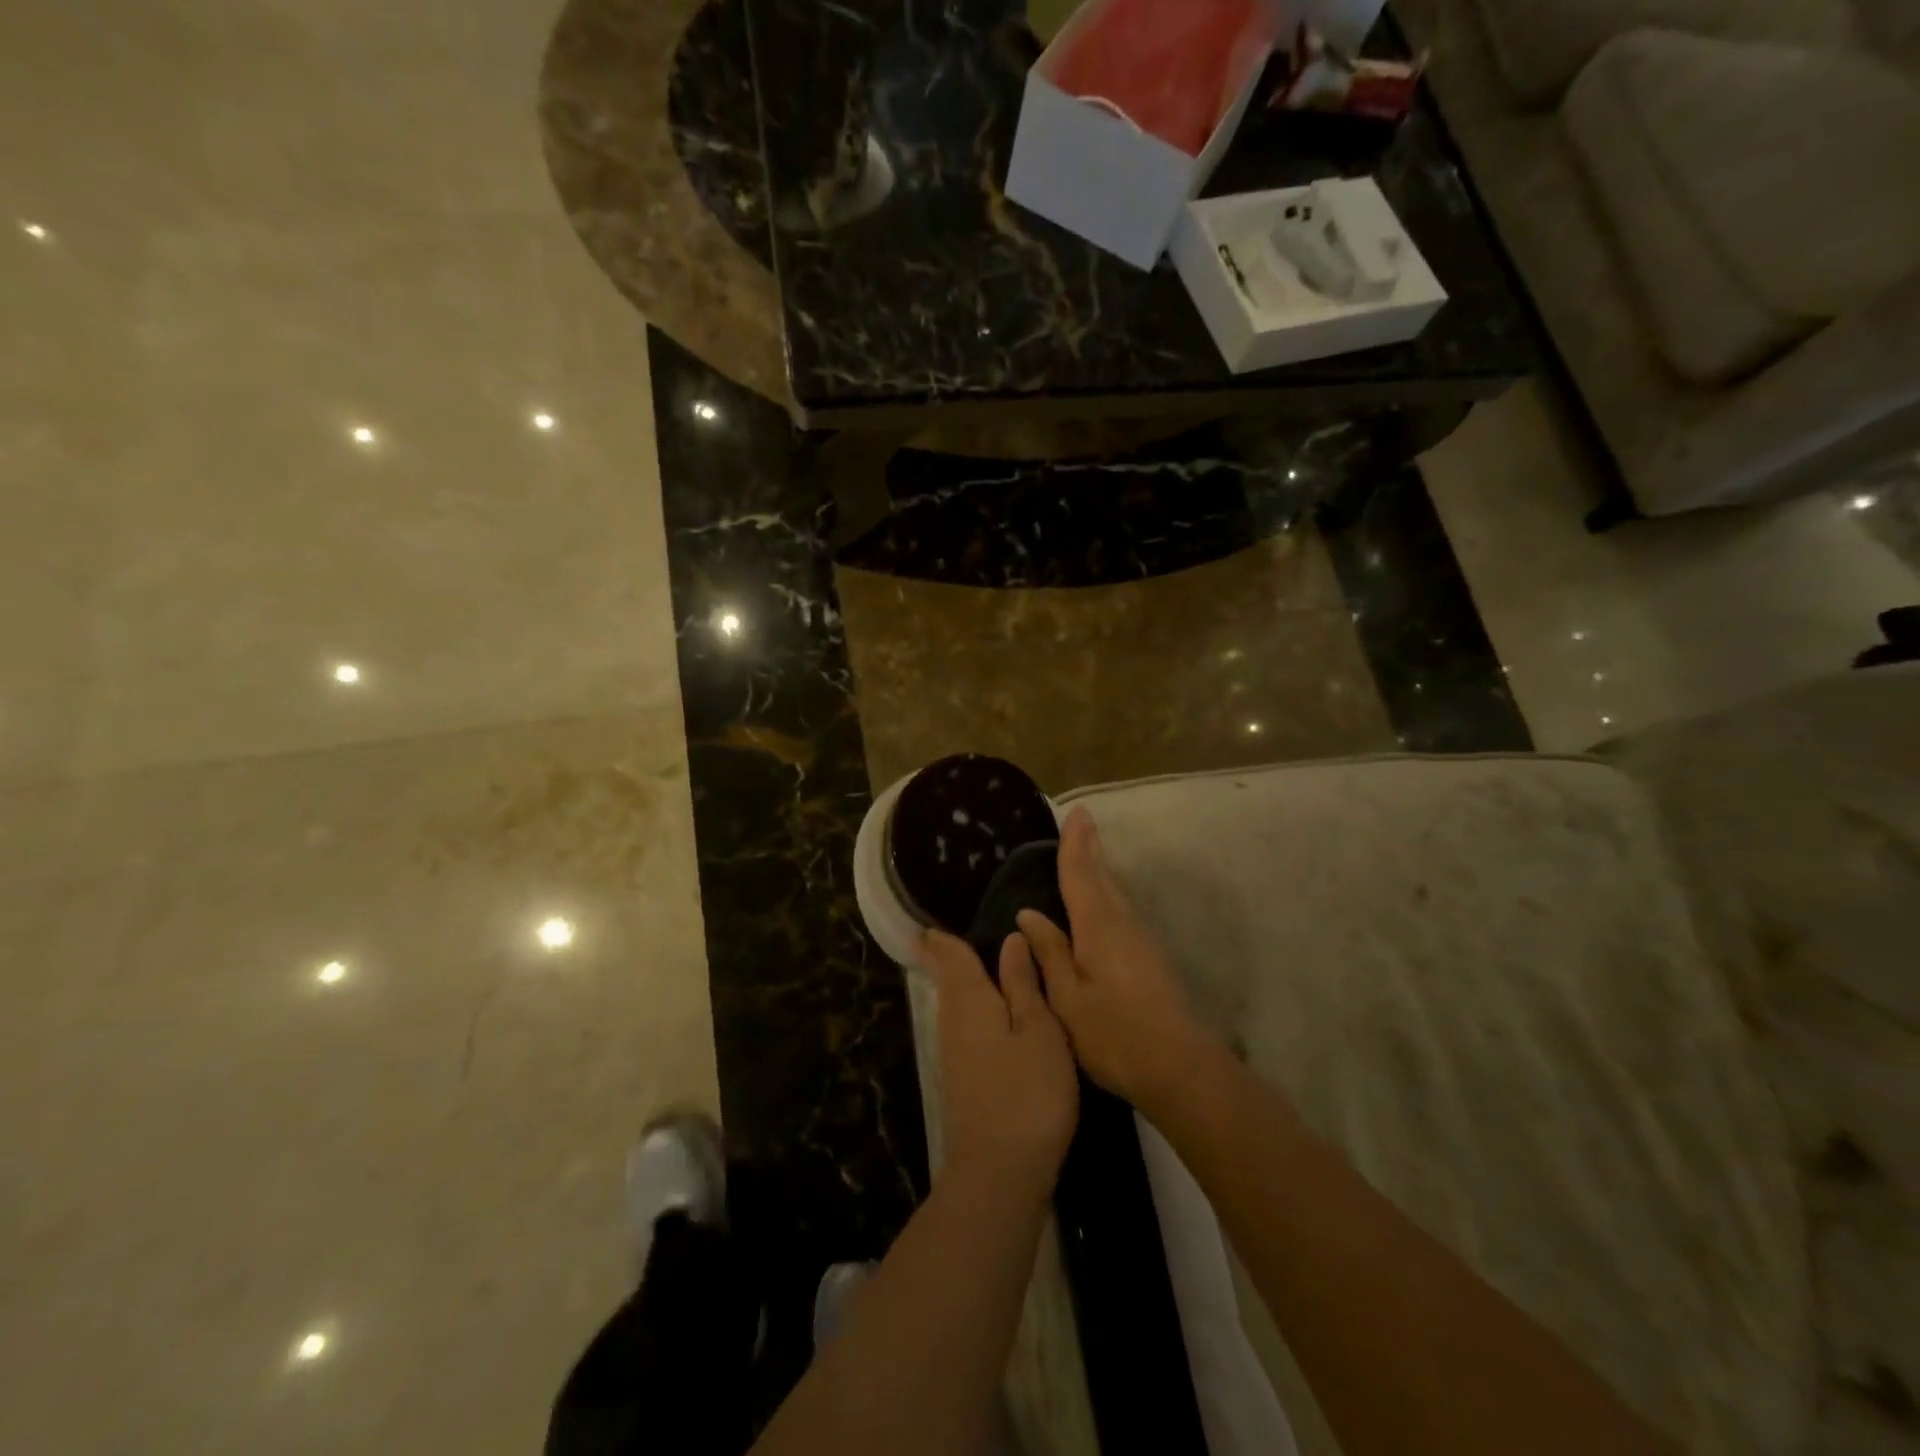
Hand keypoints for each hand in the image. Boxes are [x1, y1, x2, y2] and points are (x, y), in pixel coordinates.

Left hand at [918, 929, 1078, 1201]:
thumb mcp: (1039, 1031)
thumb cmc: (1028, 1092)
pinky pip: (962, 1029)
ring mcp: (952, 1055)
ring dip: (958, 984)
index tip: (932, 922)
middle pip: (946, 980)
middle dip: (945, 958)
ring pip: (953, 1006)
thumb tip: (1011, 939)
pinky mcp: (960, 1081)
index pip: (950, 956)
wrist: (999, 1173)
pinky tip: (989, 1018)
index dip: (942, 938)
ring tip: (974, 967)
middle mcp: (952, 1022)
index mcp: (970, 1000)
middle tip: (947, 937)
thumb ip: (1023, 984)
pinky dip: (971, 1012)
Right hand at [1016, 808, 1220, 1112]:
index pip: (1080, 874)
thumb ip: (1049, 953)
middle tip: (1083, 823)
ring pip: (1117, 894)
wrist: (1179, 1067)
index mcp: (1098, 926)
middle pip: (1103, 877)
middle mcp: (1123, 923)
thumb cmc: (1113, 1034)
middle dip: (1091, 850)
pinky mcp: (1152, 958)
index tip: (1077, 812)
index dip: (1075, 844)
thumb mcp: (1068, 998)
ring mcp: (1142, 940)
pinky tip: (1103, 907)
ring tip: (1089, 856)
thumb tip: (1029, 915)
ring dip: (1101, 871)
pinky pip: (1123, 912)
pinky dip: (1109, 896)